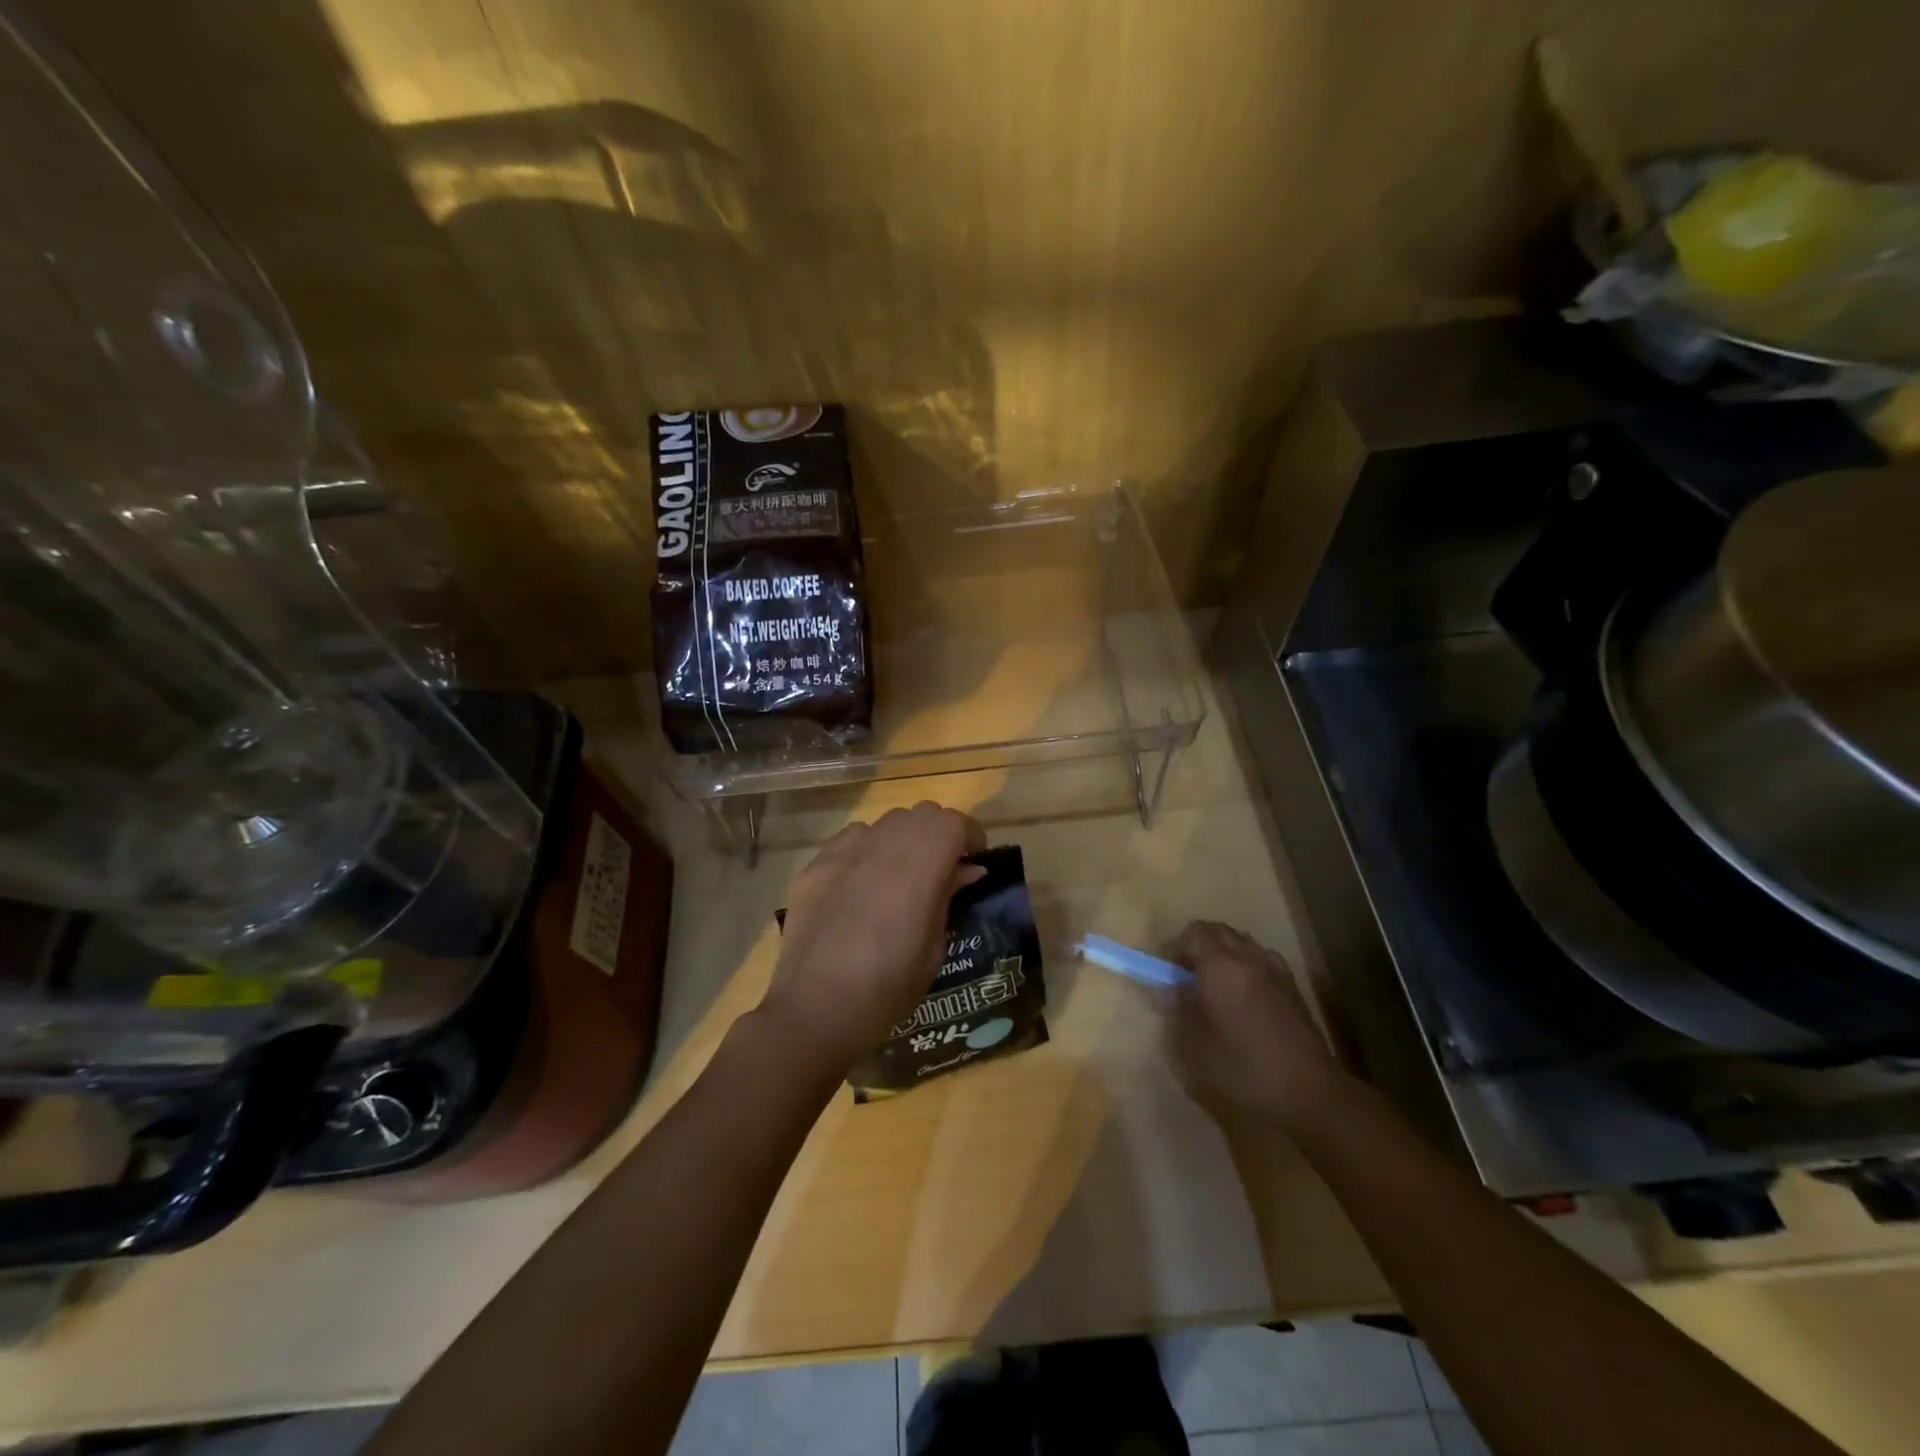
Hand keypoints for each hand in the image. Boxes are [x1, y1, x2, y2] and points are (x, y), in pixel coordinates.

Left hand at [760, 802, 985, 1074]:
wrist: (814, 1011)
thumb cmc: (886, 990)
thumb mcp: (933, 949)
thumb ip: (948, 898)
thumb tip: (966, 869)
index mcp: (918, 869)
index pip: (953, 822)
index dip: (970, 835)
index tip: (974, 860)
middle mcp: (881, 848)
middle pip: (921, 814)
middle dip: (939, 833)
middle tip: (943, 868)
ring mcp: (843, 853)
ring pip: (886, 822)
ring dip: (904, 838)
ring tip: (902, 874)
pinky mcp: (816, 865)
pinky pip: (852, 839)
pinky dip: (868, 848)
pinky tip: (863, 882)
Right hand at [1164, 920, 1350, 1131]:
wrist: (1309, 1092)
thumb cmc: (1244, 1068)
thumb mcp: (1197, 1045)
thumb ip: (1181, 1010)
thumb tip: (1167, 991)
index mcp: (1221, 967)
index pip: (1194, 933)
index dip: (1176, 947)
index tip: (1169, 974)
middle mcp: (1248, 958)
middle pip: (1219, 931)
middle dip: (1198, 946)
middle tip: (1188, 977)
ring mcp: (1275, 970)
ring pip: (1242, 943)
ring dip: (1224, 953)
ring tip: (1215, 986)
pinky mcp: (1293, 987)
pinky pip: (1263, 959)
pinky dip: (1247, 965)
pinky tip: (1245, 996)